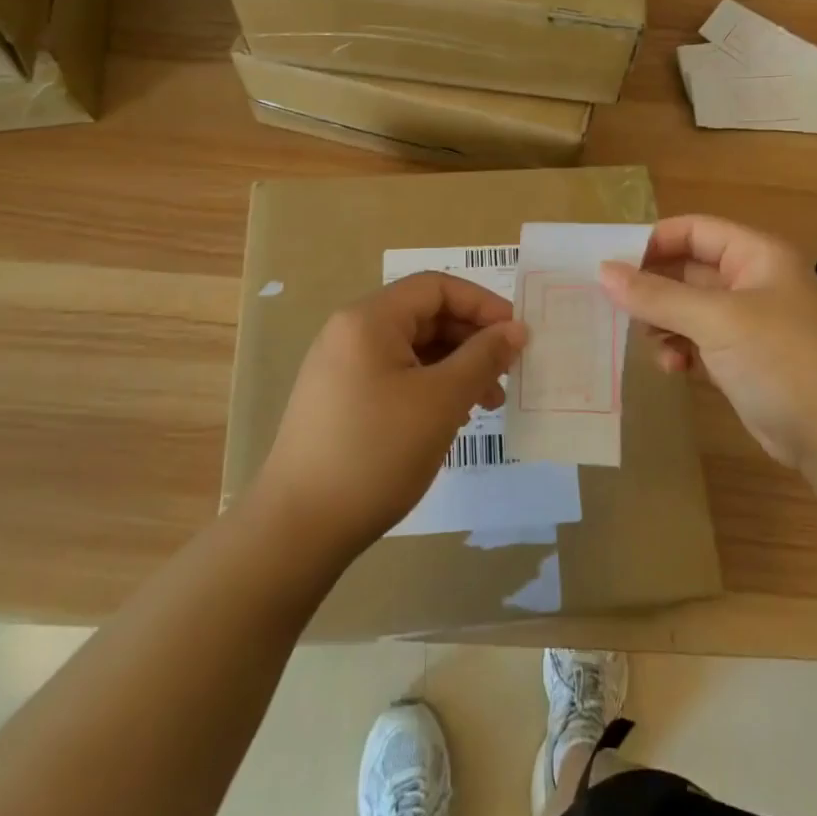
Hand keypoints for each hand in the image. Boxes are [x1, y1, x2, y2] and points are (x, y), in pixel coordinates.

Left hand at [256, 272, 527, 558]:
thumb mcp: (441, 400)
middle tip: (508, 373)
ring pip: (413, 349)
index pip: (435, 287)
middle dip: (472, 339)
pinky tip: (452, 417)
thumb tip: (516, 328)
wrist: (299, 528)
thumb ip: (483, 357)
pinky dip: (430, 387)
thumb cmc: (377, 452)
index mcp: (369, 319)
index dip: (482, 304)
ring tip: (489, 403)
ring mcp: (341, 367)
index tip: (517, 334)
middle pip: (424, 316)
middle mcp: (351, 333)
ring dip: (456, 367)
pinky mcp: (340, 400)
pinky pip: (396, 375)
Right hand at [599, 215, 816, 467]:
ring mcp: (748, 323)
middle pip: (687, 270)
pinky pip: (698, 342)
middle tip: (615, 306)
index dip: (654, 241)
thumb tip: (603, 272)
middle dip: (653, 288)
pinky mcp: (742, 360)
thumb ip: (657, 295)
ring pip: (688, 309)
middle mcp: (752, 282)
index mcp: (756, 256)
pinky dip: (681, 349)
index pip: (695, 231)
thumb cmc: (782, 361)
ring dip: (664, 323)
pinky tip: (673, 368)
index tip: (612, 264)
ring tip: (650, 341)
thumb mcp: (717, 321)